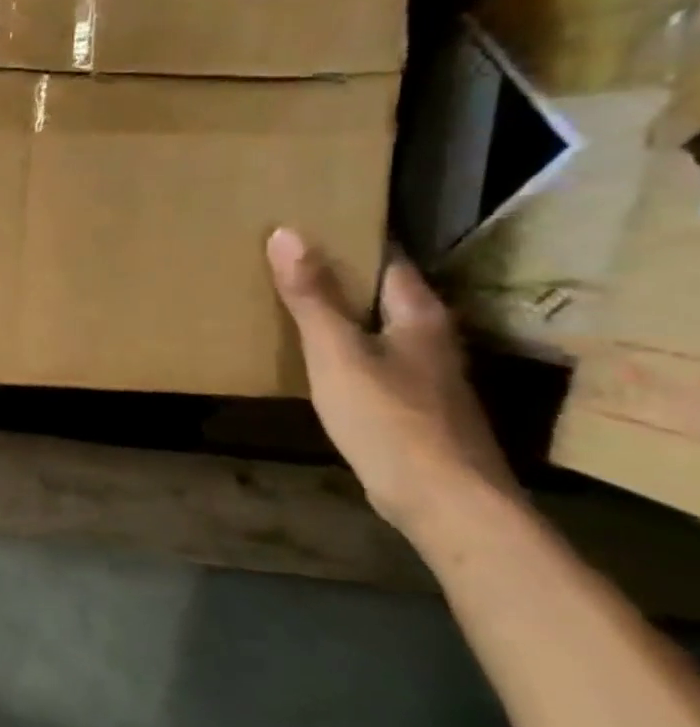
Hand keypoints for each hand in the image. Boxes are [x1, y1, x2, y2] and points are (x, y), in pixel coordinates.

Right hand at [266, 228, 516, 529]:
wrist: (444, 502)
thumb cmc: (389, 418)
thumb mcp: (337, 352)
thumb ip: (311, 296)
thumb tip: (286, 232)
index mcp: (419, 316)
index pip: (388, 260)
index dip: (350, 240)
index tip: (305, 224)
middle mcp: (429, 339)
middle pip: (380, 294)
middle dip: (337, 275)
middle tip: (282, 259)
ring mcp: (424, 376)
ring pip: (375, 329)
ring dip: (337, 314)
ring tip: (287, 301)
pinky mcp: (411, 408)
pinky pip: (369, 361)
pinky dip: (340, 349)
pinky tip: (311, 357)